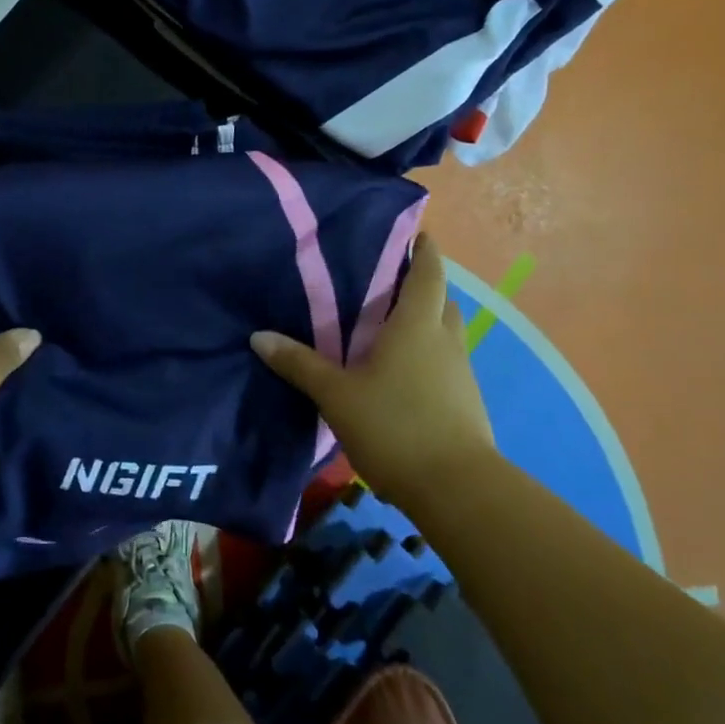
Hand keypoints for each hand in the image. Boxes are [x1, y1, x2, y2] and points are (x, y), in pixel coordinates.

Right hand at [251, 234, 496, 507]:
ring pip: (444, 334)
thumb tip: (259, 336)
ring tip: (386, 330)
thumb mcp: (336, 394)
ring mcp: (460, 373)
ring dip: (424, 325)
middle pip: (441, 301)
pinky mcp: (465, 402)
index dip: (424, 250)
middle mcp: (445, 340)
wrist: (455, 489)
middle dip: (420, 288)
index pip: (429, 273)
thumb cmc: (394, 425)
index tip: (413, 234)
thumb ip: (299, 364)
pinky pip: (445, 364)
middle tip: (384, 286)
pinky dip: (426, 357)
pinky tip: (399, 375)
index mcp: (417, 325)